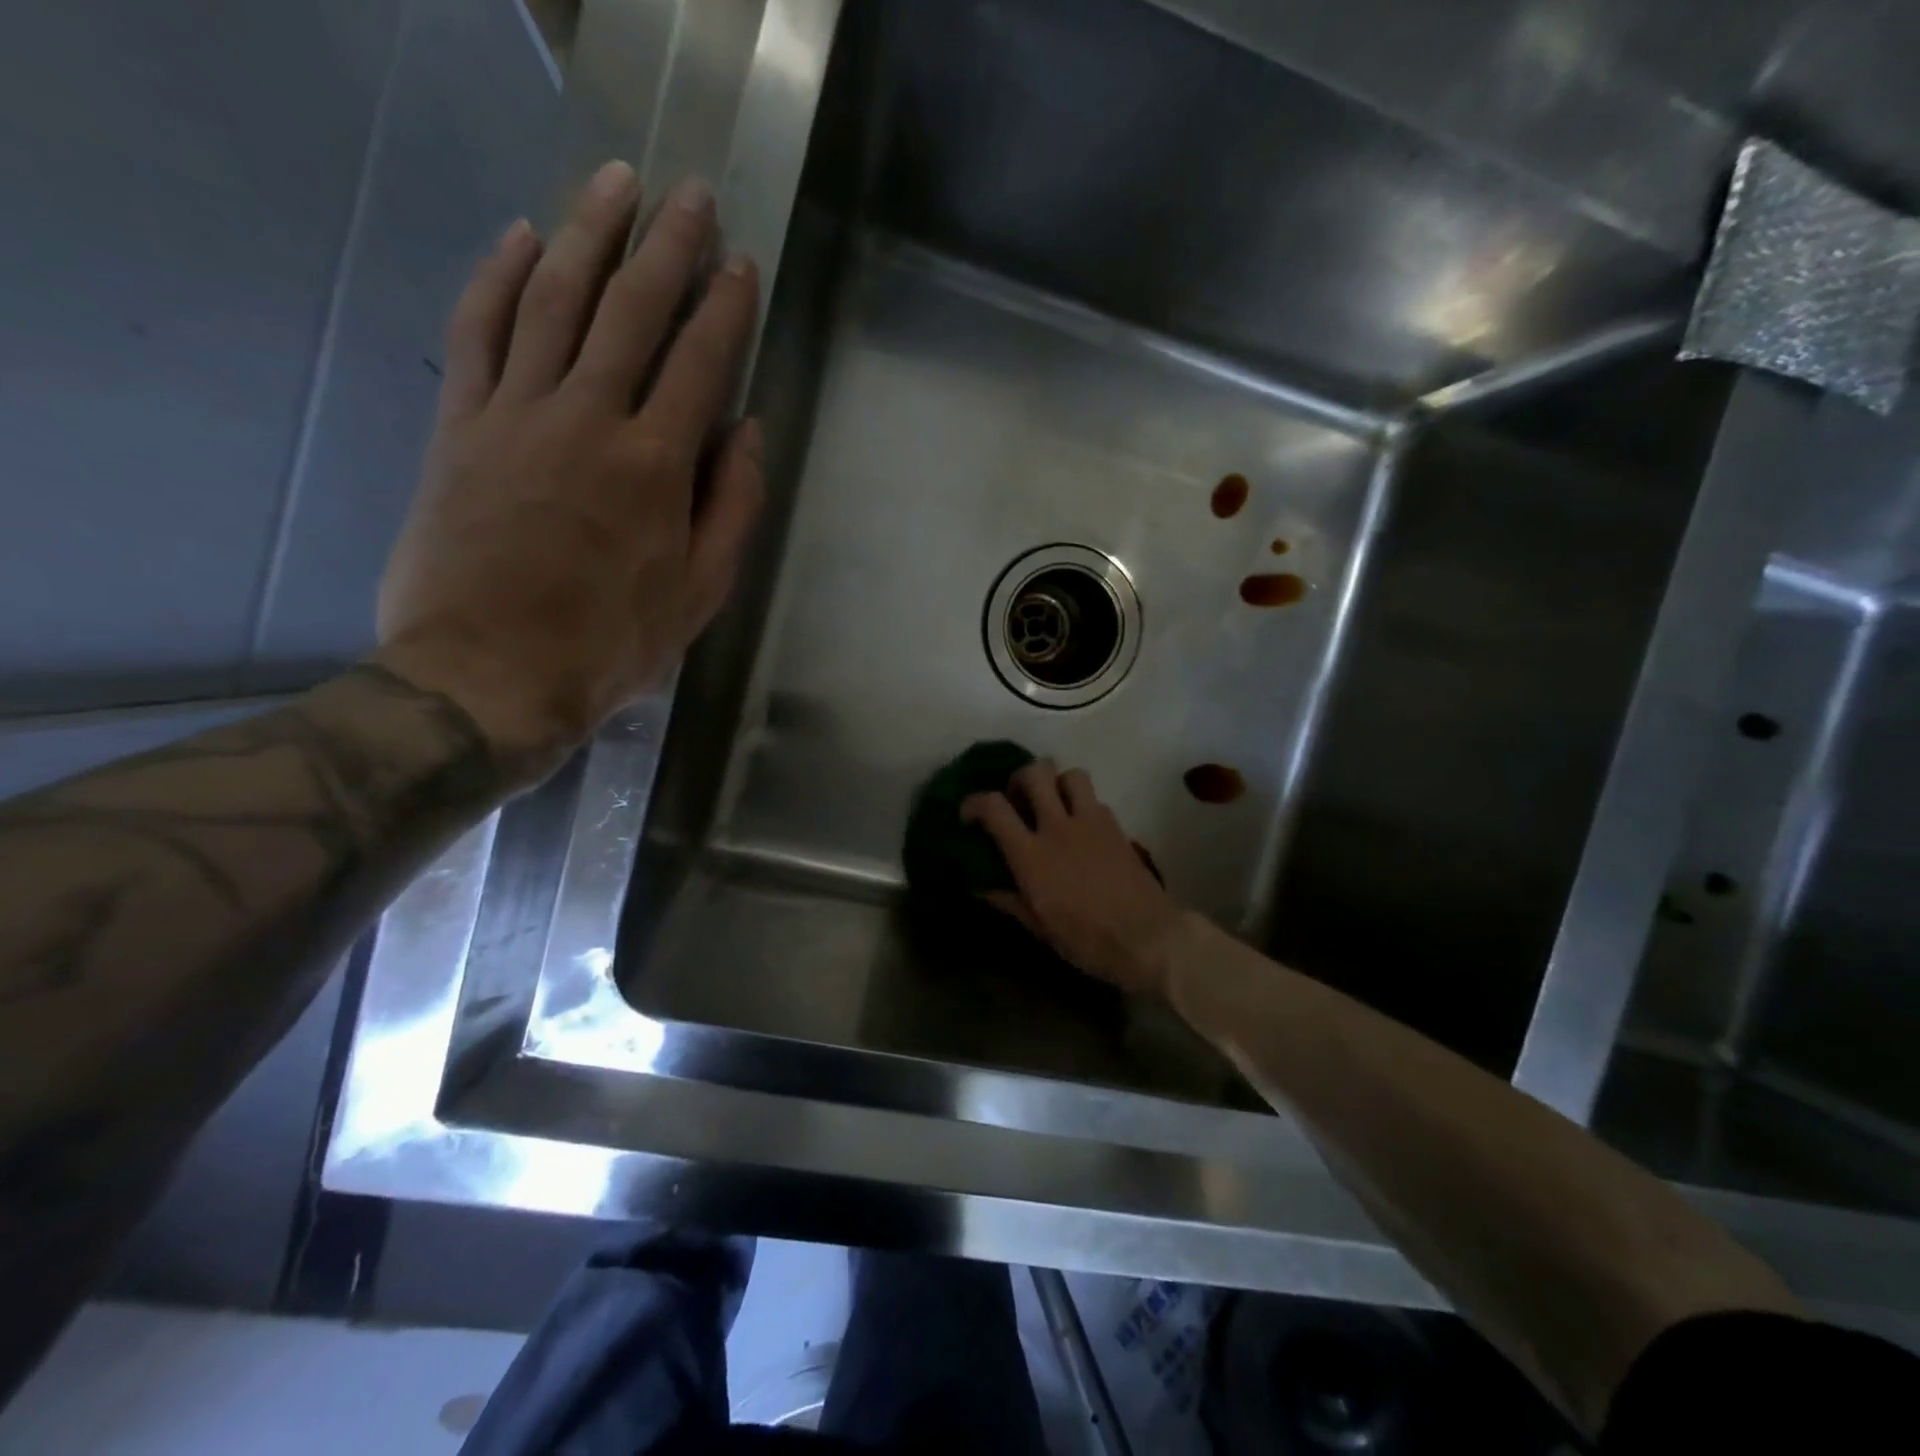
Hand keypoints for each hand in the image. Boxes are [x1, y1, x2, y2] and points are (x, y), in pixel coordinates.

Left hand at [375, 161, 762, 784]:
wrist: (489, 673)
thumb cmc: (611, 643)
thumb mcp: (700, 592)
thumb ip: (733, 507)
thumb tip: (749, 433)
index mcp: (655, 466)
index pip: (699, 363)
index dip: (724, 308)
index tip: (739, 264)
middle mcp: (588, 419)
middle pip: (630, 311)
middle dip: (666, 247)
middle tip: (687, 192)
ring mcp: (516, 414)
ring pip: (554, 300)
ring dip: (589, 234)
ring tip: (614, 183)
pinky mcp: (460, 425)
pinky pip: (478, 332)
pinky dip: (498, 278)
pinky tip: (522, 239)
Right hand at [961, 761, 1185, 996]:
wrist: (1148, 938)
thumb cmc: (1087, 940)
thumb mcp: (1040, 927)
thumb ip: (1010, 900)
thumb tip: (983, 887)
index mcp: (1032, 855)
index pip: (994, 807)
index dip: (974, 802)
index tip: (969, 814)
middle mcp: (1059, 827)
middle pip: (1034, 773)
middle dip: (1019, 779)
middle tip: (1017, 800)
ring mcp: (1091, 822)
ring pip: (1070, 774)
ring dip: (1056, 783)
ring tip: (1053, 804)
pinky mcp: (1116, 826)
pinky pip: (1095, 798)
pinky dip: (1082, 804)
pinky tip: (1081, 828)